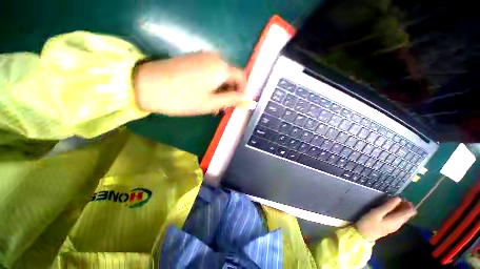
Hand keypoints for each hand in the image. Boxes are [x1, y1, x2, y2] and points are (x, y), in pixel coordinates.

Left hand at [133, 52, 246, 115]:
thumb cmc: (182, 98)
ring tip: (212, 105)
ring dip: (221, 90)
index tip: (236, 104)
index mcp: (221, 68)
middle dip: (230, 92)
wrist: (146, 85)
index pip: (242, 77)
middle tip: (223, 107)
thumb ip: (232, 100)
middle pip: (231, 76)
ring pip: (220, 76)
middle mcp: (215, 58)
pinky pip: (210, 72)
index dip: (242, 91)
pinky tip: (204, 95)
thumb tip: (246, 99)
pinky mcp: (193, 59)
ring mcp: (203, 57)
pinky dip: (212, 85)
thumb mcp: (211, 103)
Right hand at [355, 197, 416, 241]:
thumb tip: (398, 198)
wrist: (363, 235)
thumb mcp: (376, 213)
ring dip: (400, 208)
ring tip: (391, 202)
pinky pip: (398, 218)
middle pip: (407, 214)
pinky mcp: (390, 227)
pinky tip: (389, 209)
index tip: (400, 197)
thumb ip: (388, 206)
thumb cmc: (369, 223)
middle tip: (394, 198)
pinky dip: (396, 212)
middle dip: (404, 205)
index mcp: (397, 220)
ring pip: (403, 216)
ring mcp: (394, 226)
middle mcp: (399, 224)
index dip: (408, 204)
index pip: (410, 212)